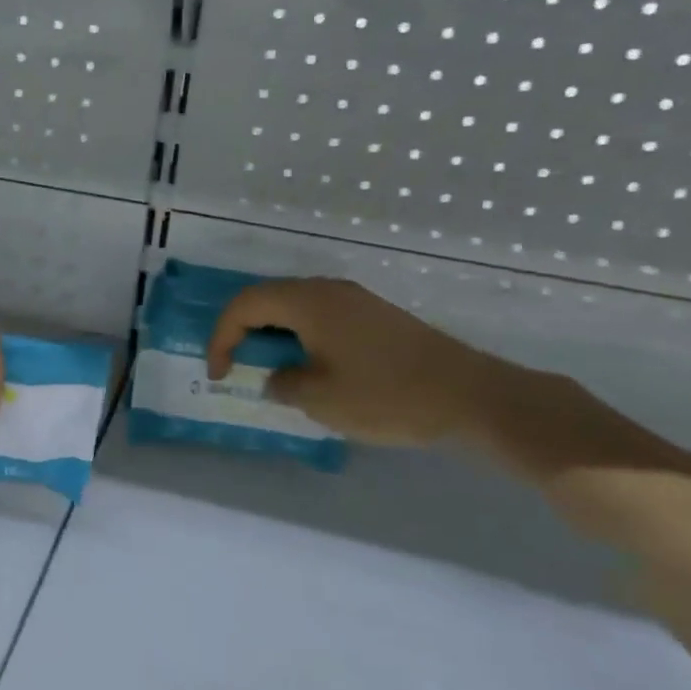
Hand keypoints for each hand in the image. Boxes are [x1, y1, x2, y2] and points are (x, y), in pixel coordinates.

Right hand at [206, 278, 509, 447]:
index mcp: (308, 302)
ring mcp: (356, 301)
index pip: (244, 305)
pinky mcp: (375, 317)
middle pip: (268, 299)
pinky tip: (311, 369)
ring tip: (271, 371)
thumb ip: (283, 383)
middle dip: (244, 333)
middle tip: (238, 368)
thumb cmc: (385, 395)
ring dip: (274, 336)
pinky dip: (302, 338)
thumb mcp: (320, 399)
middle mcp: (329, 290)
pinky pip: (322, 318)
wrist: (469, 396)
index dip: (222, 337)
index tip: (221, 375)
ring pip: (296, 308)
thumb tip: (276, 377)